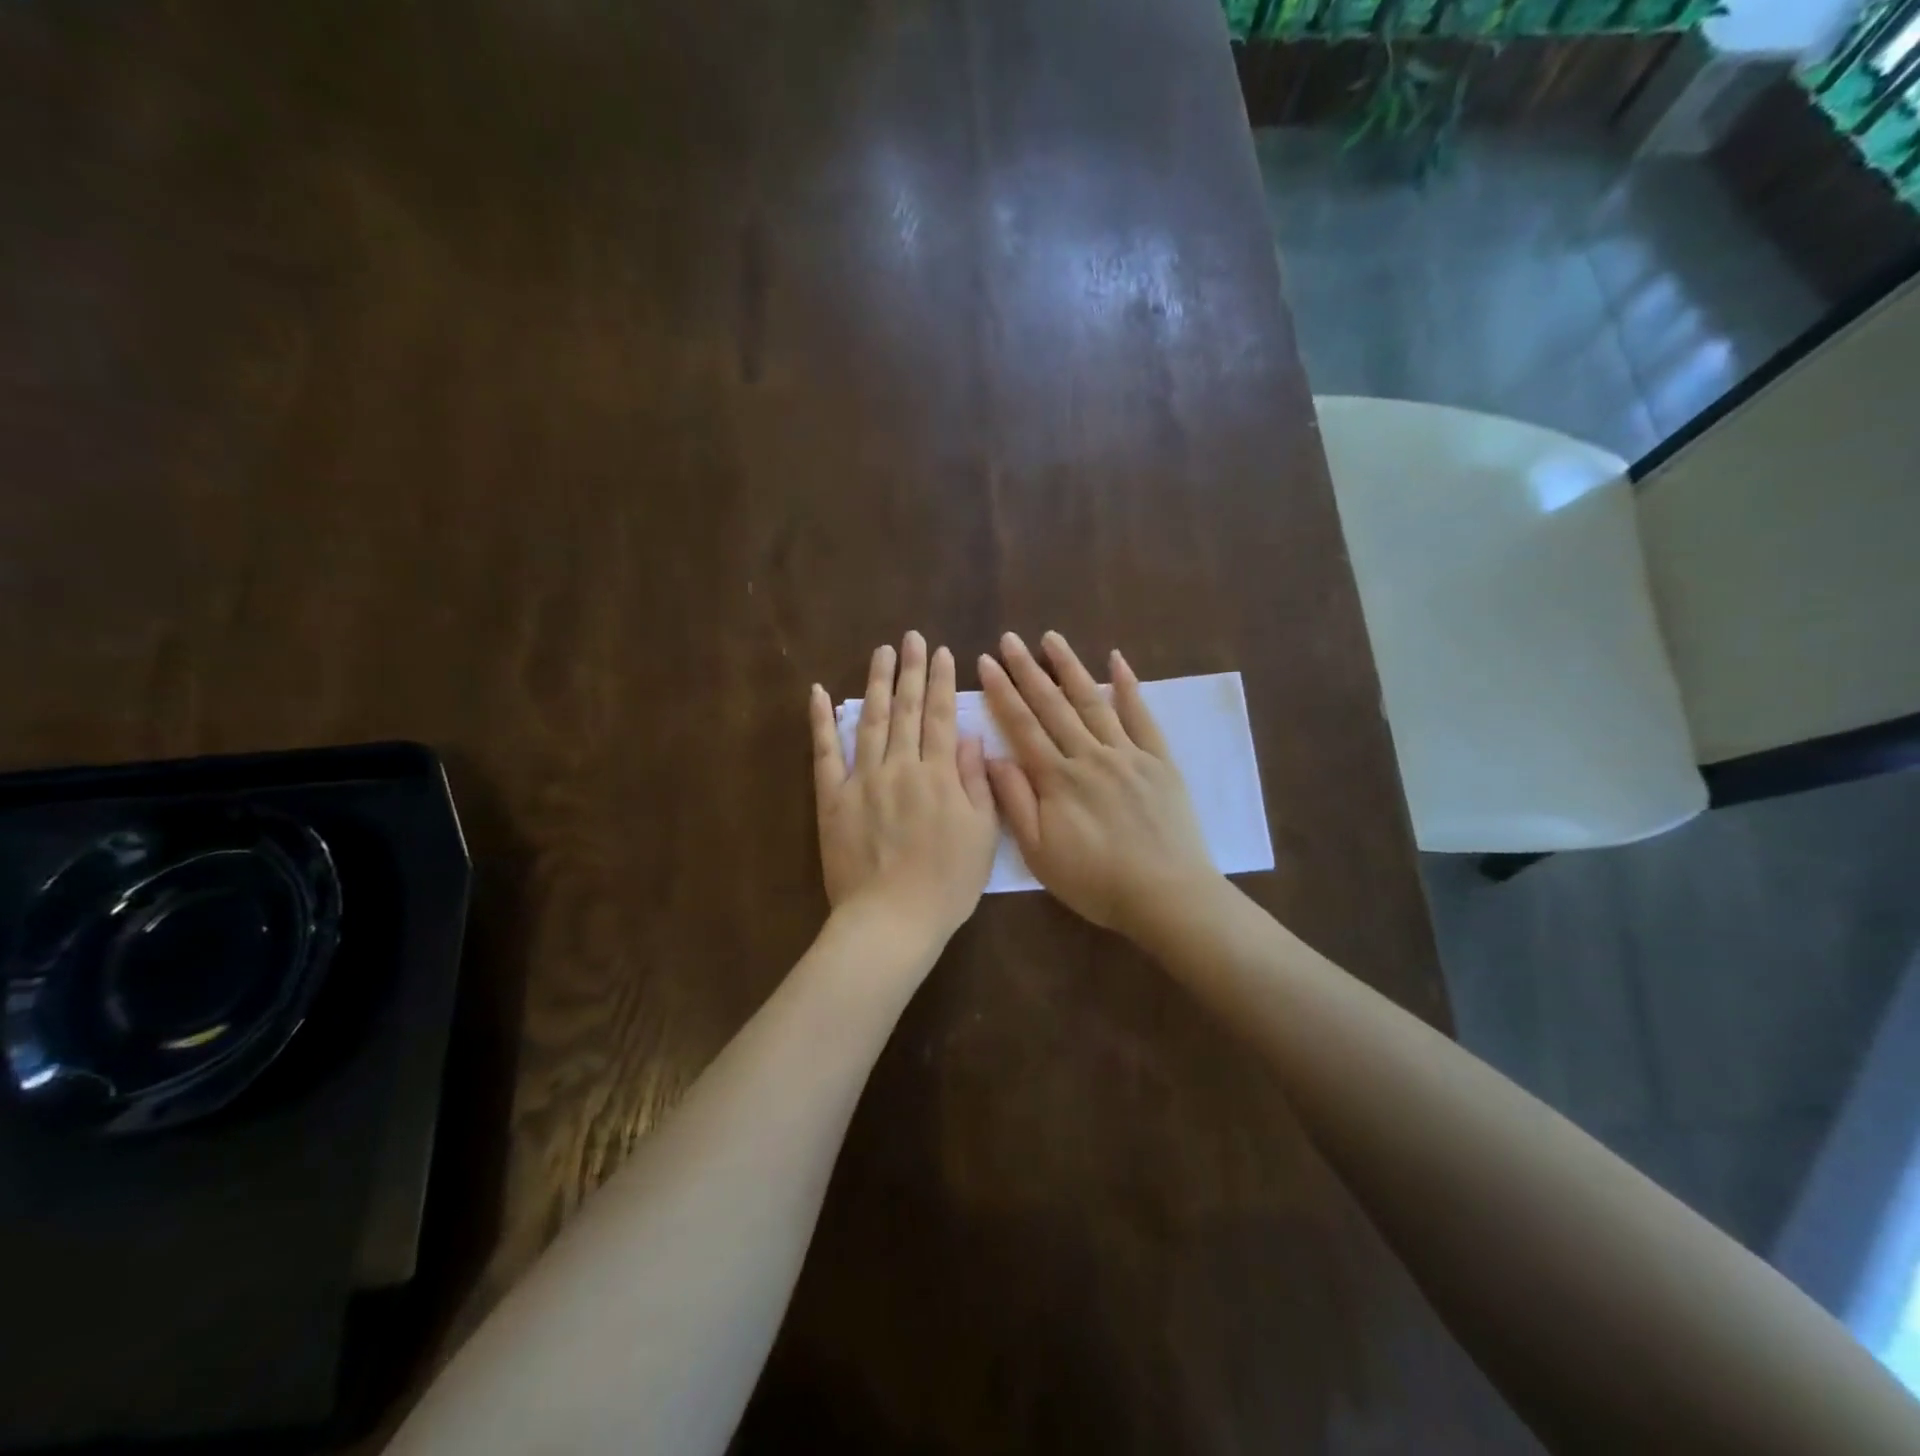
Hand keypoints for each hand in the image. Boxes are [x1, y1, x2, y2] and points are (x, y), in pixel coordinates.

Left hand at [810, 631, 998, 942]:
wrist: (891, 919)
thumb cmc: (946, 883)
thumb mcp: (982, 835)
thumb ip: (976, 782)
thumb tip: (967, 738)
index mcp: (938, 775)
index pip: (941, 717)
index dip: (942, 682)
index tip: (942, 653)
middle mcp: (899, 767)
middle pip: (907, 710)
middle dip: (911, 670)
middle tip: (911, 638)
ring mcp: (861, 780)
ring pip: (871, 721)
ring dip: (877, 683)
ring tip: (882, 653)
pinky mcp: (832, 799)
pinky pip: (824, 753)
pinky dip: (821, 721)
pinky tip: (819, 692)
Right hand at [979, 631, 1215, 936]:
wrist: (1165, 895)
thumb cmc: (1095, 881)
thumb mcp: (1039, 853)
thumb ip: (1015, 802)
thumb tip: (993, 757)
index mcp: (1057, 779)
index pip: (1022, 726)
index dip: (1002, 692)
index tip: (987, 663)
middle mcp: (1089, 756)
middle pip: (1053, 705)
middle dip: (1028, 670)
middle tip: (1010, 639)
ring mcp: (1127, 754)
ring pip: (1093, 701)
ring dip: (1070, 667)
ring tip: (1051, 638)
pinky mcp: (1159, 761)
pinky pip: (1142, 716)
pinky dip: (1128, 687)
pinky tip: (1117, 661)